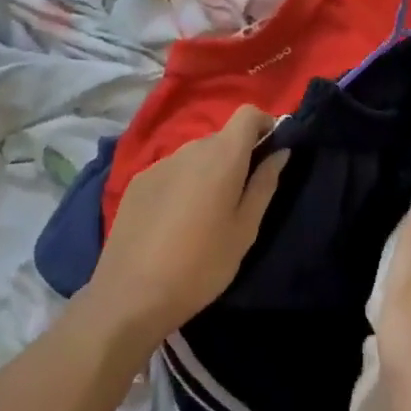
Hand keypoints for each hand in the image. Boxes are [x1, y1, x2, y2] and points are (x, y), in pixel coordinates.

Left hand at [87, 106, 288, 344]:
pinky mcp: (137, 183)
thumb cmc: (201, 265)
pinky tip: (176, 221)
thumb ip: (264, 184)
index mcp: (221, 157)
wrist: (130, 297)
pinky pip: (172, 171)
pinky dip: (183, 183)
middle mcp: (189, 150)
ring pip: (195, 155)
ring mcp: (158, 164)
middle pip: (221, 137)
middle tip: (242, 195)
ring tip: (207, 213)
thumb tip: (280, 151)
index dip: (264, 124)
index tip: (271, 151)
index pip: (247, 114)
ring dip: (209, 171)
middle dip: (238, 155)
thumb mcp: (245, 229)